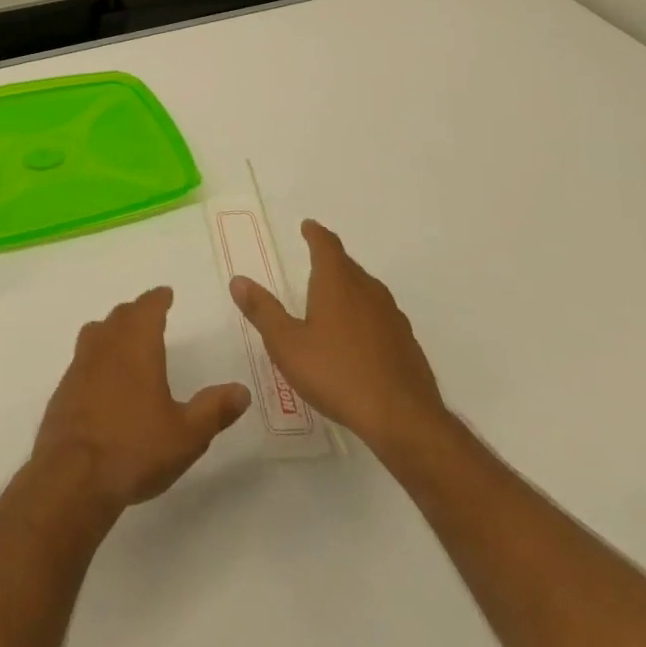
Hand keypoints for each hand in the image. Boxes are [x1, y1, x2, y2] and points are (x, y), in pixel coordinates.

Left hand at [33, 287, 251, 513]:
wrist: (74, 474)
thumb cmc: (136, 446)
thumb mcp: (187, 434)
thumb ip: (214, 409)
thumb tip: (242, 390)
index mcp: (136, 344)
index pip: (148, 308)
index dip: (158, 299)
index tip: (165, 293)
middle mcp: (106, 344)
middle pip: (121, 316)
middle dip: (137, 311)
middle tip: (150, 314)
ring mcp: (80, 364)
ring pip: (98, 332)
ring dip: (113, 328)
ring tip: (125, 338)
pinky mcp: (65, 387)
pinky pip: (84, 358)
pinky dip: (97, 356)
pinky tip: (104, 378)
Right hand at [230, 220, 448, 460]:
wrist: (404, 420)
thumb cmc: (337, 374)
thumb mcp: (287, 344)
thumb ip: (262, 311)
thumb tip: (238, 280)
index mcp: (337, 283)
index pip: (326, 245)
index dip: (315, 233)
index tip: (308, 226)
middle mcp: (368, 291)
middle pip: (348, 265)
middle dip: (331, 260)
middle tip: (316, 261)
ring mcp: (392, 318)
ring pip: (368, 290)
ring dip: (350, 287)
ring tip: (335, 298)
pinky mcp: (407, 344)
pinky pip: (381, 317)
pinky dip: (366, 316)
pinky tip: (359, 338)